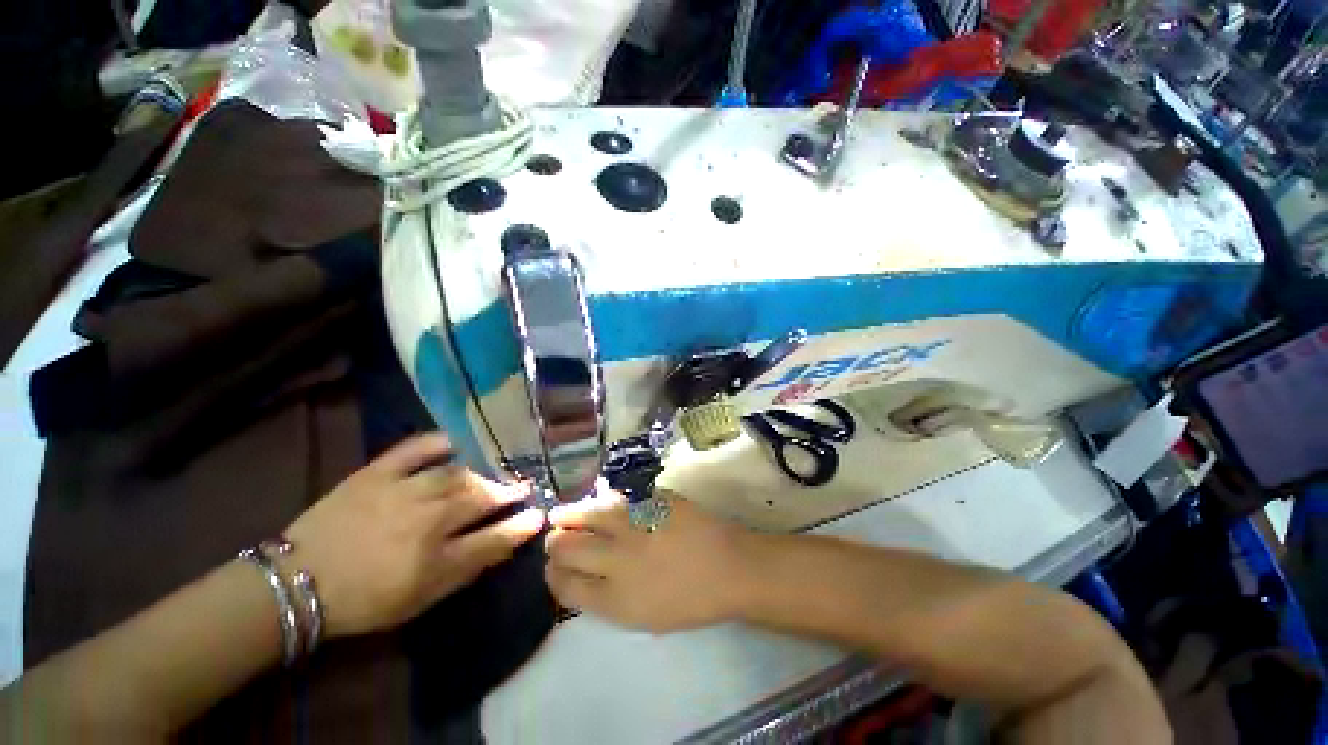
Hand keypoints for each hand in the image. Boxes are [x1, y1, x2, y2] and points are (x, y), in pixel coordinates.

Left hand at [282, 433, 544, 638]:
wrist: (297, 582)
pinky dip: (442, 440)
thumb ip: (469, 567)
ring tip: (499, 467)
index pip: (493, 537)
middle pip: (480, 498)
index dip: (521, 526)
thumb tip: (508, 540)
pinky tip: (460, 440)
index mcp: (433, 559)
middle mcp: (424, 520)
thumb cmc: (365, 599)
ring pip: (457, 473)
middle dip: (508, 491)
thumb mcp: (422, 598)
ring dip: (484, 470)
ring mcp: (400, 490)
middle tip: (523, 486)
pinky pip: (417, 447)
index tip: (538, 515)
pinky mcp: (376, 472)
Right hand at [543, 489, 757, 632]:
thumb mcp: (643, 617)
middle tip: (555, 538)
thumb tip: (582, 576)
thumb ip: (608, 598)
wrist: (729, 568)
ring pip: (586, 516)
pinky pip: (615, 499)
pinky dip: (599, 502)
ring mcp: (634, 527)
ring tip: (561, 514)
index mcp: (615, 601)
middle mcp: (617, 562)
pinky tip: (595, 502)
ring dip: (569, 515)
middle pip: (567, 549)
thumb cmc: (690, 601)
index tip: (553, 567)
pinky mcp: (650, 502)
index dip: (553, 575)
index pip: (565, 586)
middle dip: (555, 544)